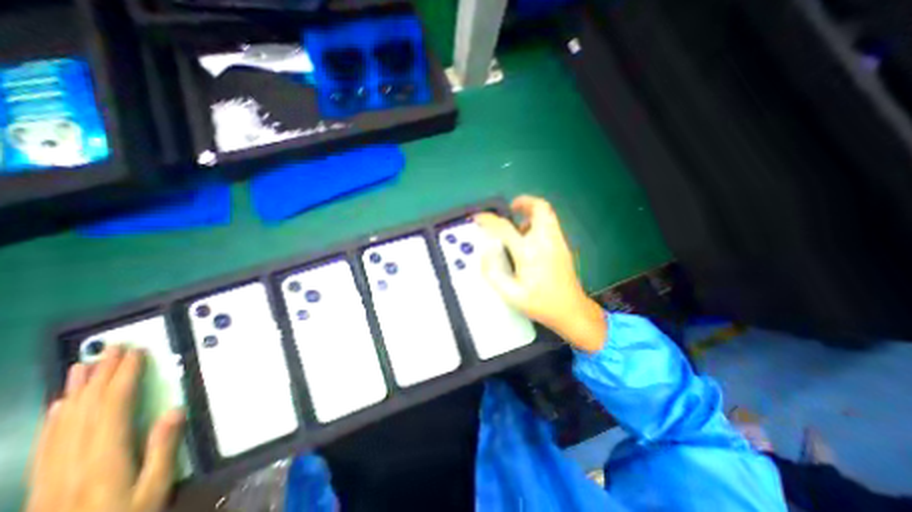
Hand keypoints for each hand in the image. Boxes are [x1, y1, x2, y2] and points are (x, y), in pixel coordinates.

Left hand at [24, 348, 182, 511]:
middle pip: (85, 409)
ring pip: (61, 422)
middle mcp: (72, 460)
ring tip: (83, 365)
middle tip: (112, 348)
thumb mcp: (153, 490)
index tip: (135, 354)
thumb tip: (176, 410)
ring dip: (75, 390)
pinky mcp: (41, 483)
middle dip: (101, 375)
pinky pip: (47, 442)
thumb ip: (163, 450)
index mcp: (103, 458)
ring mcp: (51, 472)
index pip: (112, 407)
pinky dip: (55, 418)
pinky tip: (59, 406)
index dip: (123, 377)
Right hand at [478, 196, 602, 350]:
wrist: (571, 310)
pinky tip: (530, 240)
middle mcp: (545, 241)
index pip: (505, 228)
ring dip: (531, 213)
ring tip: (518, 227)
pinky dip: (539, 223)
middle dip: (523, 202)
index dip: (488, 220)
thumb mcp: (511, 294)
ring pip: (547, 214)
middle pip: (540, 208)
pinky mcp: (563, 246)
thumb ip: (493, 273)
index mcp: (529, 253)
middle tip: (511, 209)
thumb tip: (486, 252)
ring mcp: (557, 241)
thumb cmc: (540, 303)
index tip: (479, 218)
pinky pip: (551, 224)